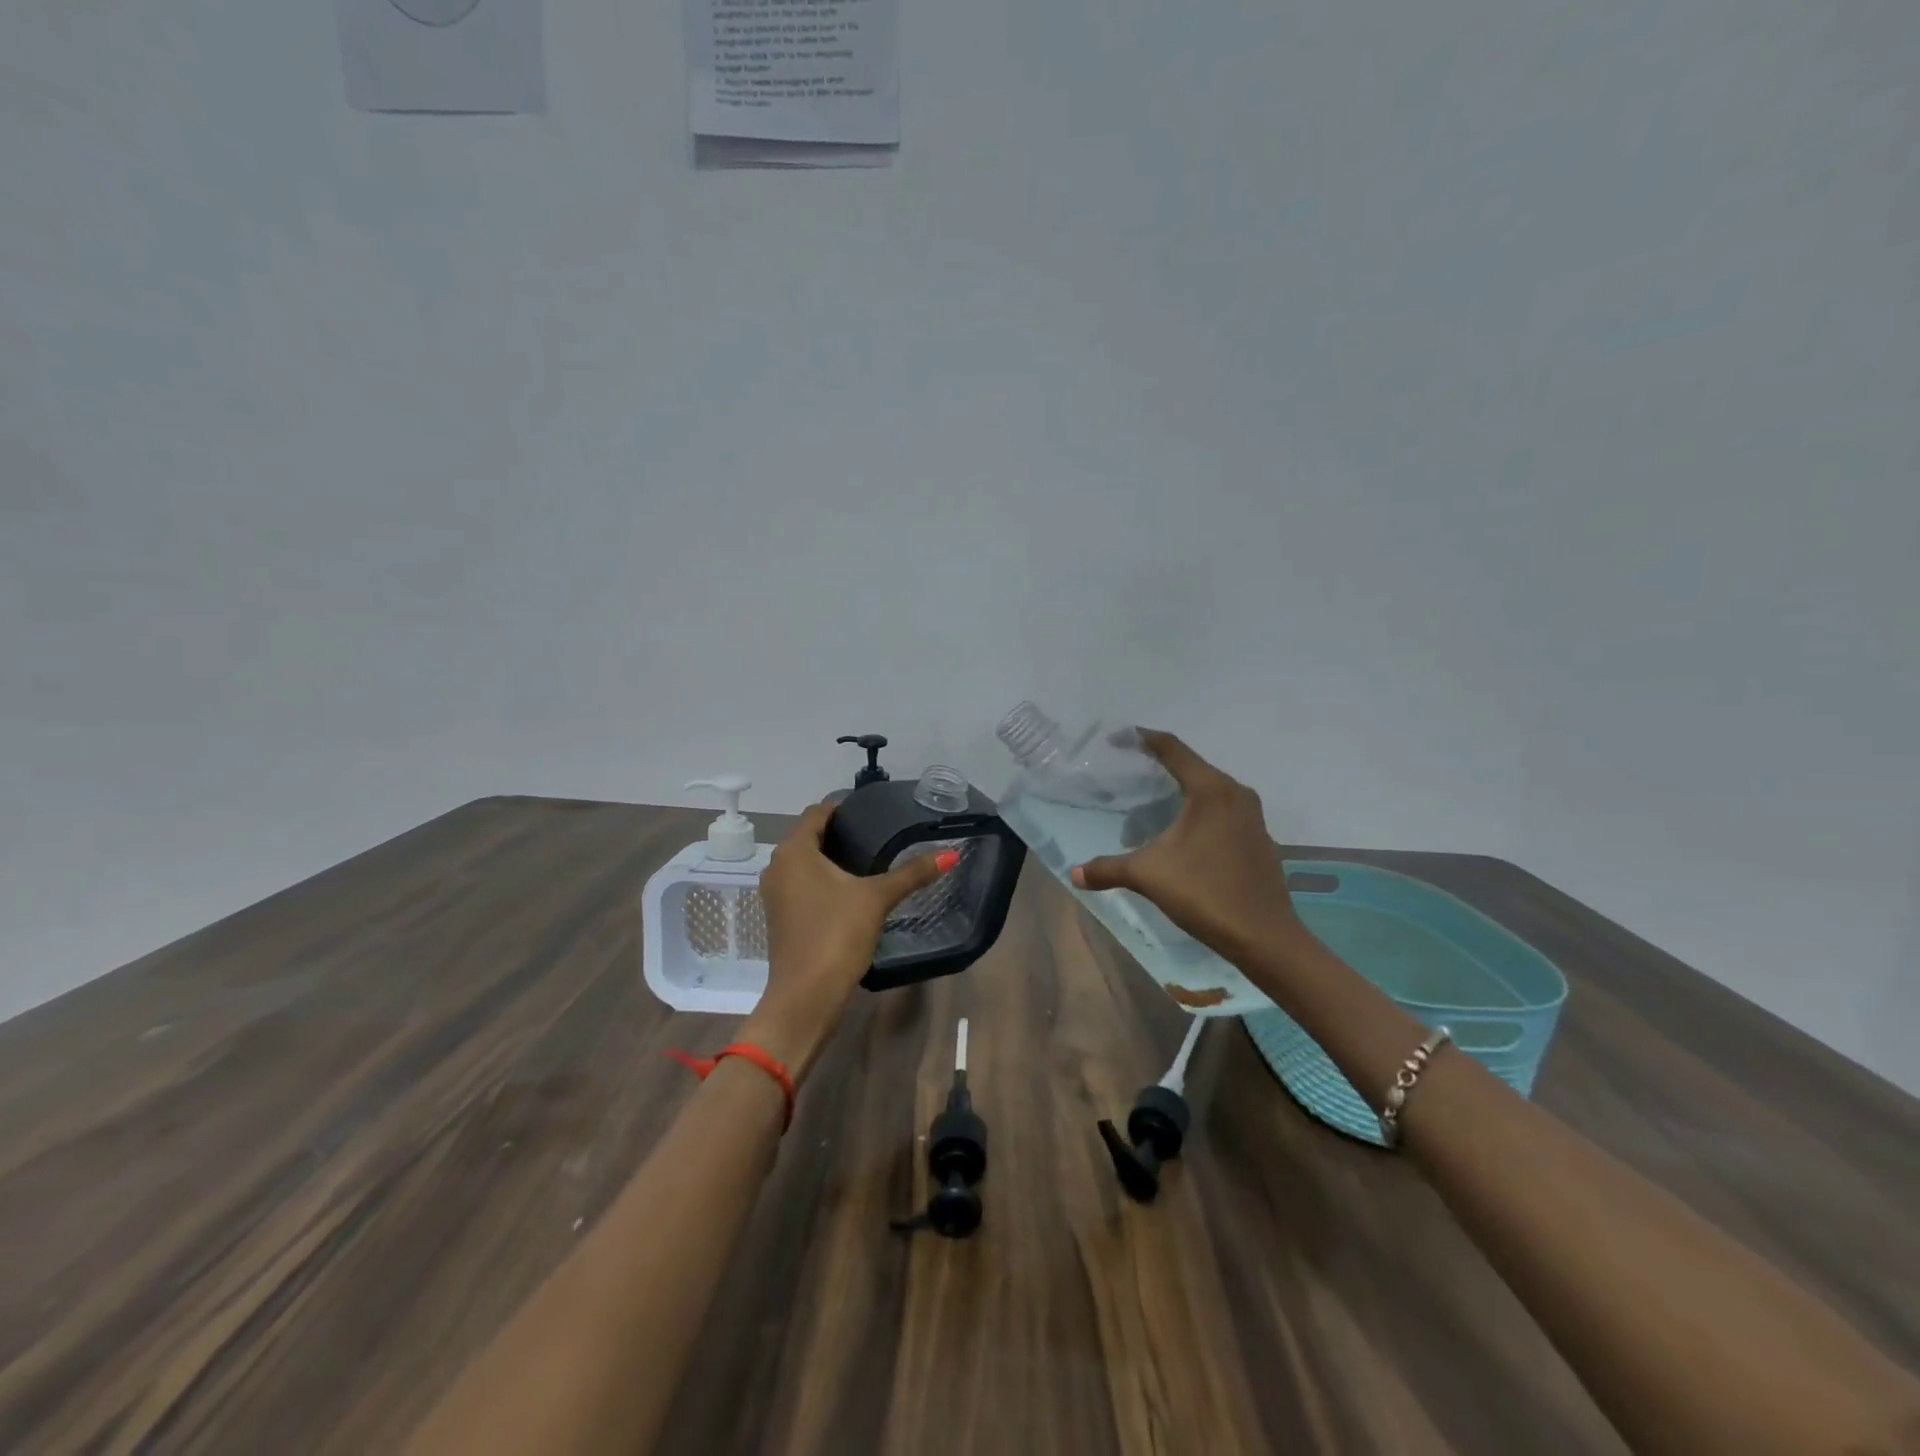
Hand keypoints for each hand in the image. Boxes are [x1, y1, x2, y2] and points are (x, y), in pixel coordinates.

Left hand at [745, 802, 953, 1083]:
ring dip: (831, 857)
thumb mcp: (877, 898)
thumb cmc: (836, 935)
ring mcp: (775, 894)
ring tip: (869, 858)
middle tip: (877, 832)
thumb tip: (951, 854)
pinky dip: (823, 879)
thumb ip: (912, 873)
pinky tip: (851, 889)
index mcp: (794, 851)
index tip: (872, 809)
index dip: (843, 807)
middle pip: (809, 836)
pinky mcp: (781, 917)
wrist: (806, 997)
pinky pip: (802, 884)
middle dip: (840, 832)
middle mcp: (778, 866)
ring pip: (805, 862)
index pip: (817, 813)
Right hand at [1071, 730, 1303, 964]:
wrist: (1264, 937)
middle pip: (1192, 767)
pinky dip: (1197, 813)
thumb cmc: (1205, 893)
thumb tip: (1074, 874)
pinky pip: (1222, 812)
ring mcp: (1252, 817)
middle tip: (1127, 775)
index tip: (1119, 737)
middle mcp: (1236, 794)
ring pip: (1208, 792)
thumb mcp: (1148, 875)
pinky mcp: (1258, 839)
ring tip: (1148, 809)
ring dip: (1179, 794)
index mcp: (1211, 790)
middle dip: (1159, 768)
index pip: (1173, 749)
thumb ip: (1109, 869)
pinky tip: (1180, 837)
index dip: (1144, 739)